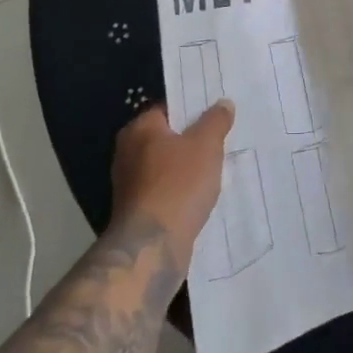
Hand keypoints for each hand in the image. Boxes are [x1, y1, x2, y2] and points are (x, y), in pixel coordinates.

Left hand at [110, 101, 234, 265]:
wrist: (153, 248)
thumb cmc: (178, 185)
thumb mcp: (206, 144)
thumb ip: (216, 120)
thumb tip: (223, 103)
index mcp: (139, 129)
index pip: (169, 108)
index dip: (193, 108)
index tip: (217, 112)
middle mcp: (128, 153)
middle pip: (168, 138)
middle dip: (193, 140)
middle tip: (223, 138)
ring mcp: (130, 186)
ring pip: (168, 167)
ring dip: (190, 169)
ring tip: (219, 168)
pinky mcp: (138, 214)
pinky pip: (166, 192)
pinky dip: (183, 193)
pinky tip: (204, 196)